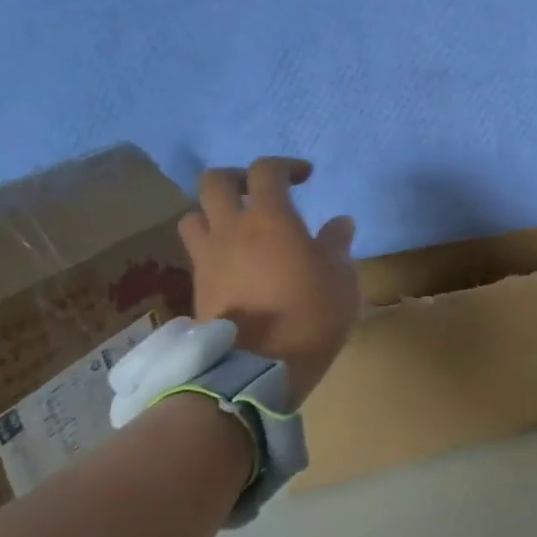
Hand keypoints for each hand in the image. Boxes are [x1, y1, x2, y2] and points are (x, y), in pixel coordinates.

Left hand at [178, 158, 359, 402]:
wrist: (257, 370)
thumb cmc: (310, 316)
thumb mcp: (341, 279)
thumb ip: (337, 246)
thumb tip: (339, 224)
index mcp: (270, 219)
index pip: (267, 170)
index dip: (287, 166)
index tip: (306, 177)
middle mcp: (231, 229)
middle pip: (214, 181)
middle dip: (238, 178)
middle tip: (261, 193)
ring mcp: (208, 258)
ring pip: (195, 215)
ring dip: (215, 213)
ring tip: (239, 229)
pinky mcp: (198, 287)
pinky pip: (198, 252)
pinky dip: (214, 247)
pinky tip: (236, 264)